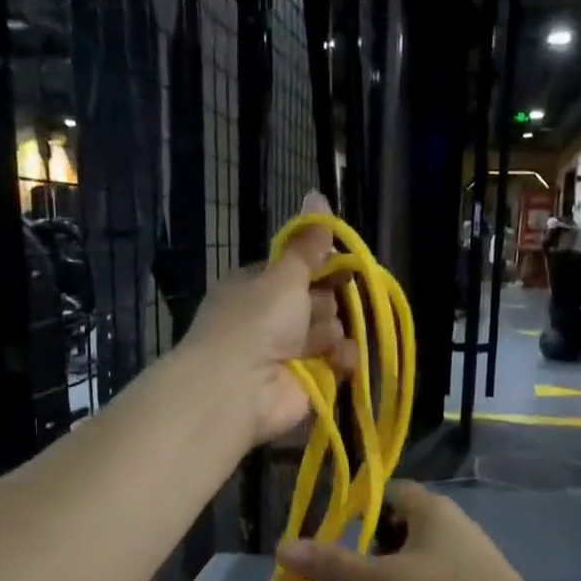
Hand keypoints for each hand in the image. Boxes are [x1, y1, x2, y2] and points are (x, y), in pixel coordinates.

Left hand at [182, 192, 353, 445]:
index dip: (320, 265)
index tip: (342, 262)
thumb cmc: (256, 321)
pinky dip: (341, 361)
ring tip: (322, 341)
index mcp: (256, 286)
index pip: (296, 269)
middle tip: (318, 307)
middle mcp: (271, 318)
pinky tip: (338, 361)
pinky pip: (336, 363)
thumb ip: (307, 244)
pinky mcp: (307, 382)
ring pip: (329, 332)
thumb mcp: (283, 274)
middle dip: (327, 302)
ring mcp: (288, 353)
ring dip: (333, 333)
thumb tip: (317, 194)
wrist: (239, 386)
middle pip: (317, 301)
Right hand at [274, 481, 535, 580]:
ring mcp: (467, 545)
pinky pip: (435, 565)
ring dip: (394, 562)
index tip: (337, 535)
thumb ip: (335, 564)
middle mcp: (450, 517)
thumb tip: (282, 547)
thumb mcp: (382, 580)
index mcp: (428, 505)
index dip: (359, 509)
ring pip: (417, 545)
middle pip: (399, 518)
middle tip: (354, 568)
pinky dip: (417, 578)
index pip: (386, 490)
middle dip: (374, 541)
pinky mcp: (477, 573)